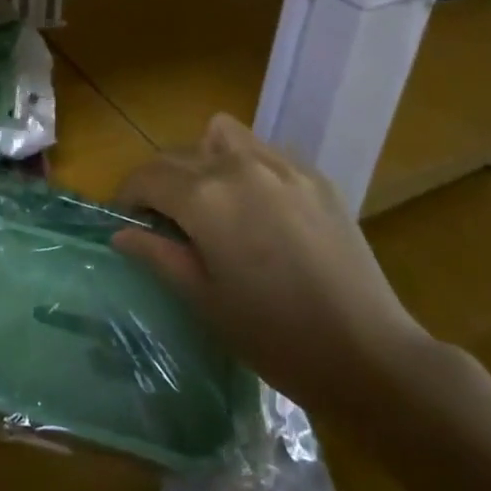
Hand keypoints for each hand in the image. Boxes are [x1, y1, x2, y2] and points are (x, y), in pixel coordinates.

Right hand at [113, 113, 427, 418]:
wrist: (369, 354)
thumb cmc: (274, 336)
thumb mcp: (204, 299)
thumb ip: (158, 255)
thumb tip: (122, 234)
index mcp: (206, 197)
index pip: (148, 176)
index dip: (128, 195)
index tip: (127, 220)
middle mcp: (239, 166)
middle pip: (180, 154)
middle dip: (162, 181)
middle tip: (166, 221)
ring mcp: (282, 166)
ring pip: (222, 136)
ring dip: (204, 159)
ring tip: (213, 201)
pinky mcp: (315, 176)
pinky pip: (264, 152)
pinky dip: (246, 167)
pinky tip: (260, 210)